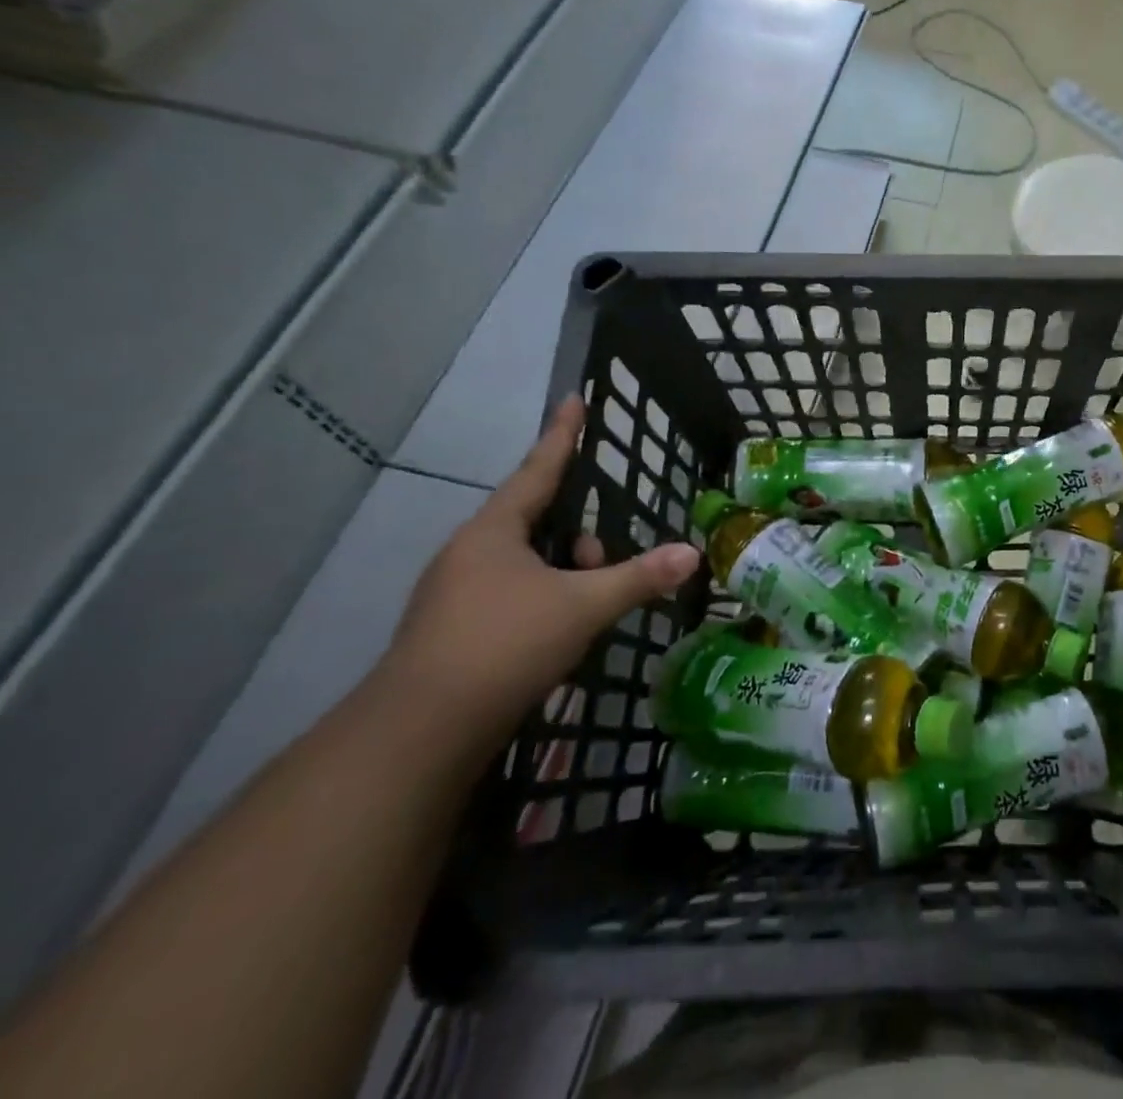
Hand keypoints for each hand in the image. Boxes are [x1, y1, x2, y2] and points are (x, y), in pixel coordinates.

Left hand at [380, 396, 699, 743]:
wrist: (420, 733)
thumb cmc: (504, 644)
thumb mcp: (583, 606)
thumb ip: (638, 577)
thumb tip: (691, 554)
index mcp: (494, 532)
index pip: (539, 469)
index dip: (562, 435)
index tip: (574, 399)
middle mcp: (470, 553)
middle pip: (536, 523)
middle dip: (579, 539)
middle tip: (605, 566)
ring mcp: (455, 594)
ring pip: (525, 565)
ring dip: (563, 576)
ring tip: (588, 610)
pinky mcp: (452, 632)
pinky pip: (511, 596)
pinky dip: (543, 602)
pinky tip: (560, 633)